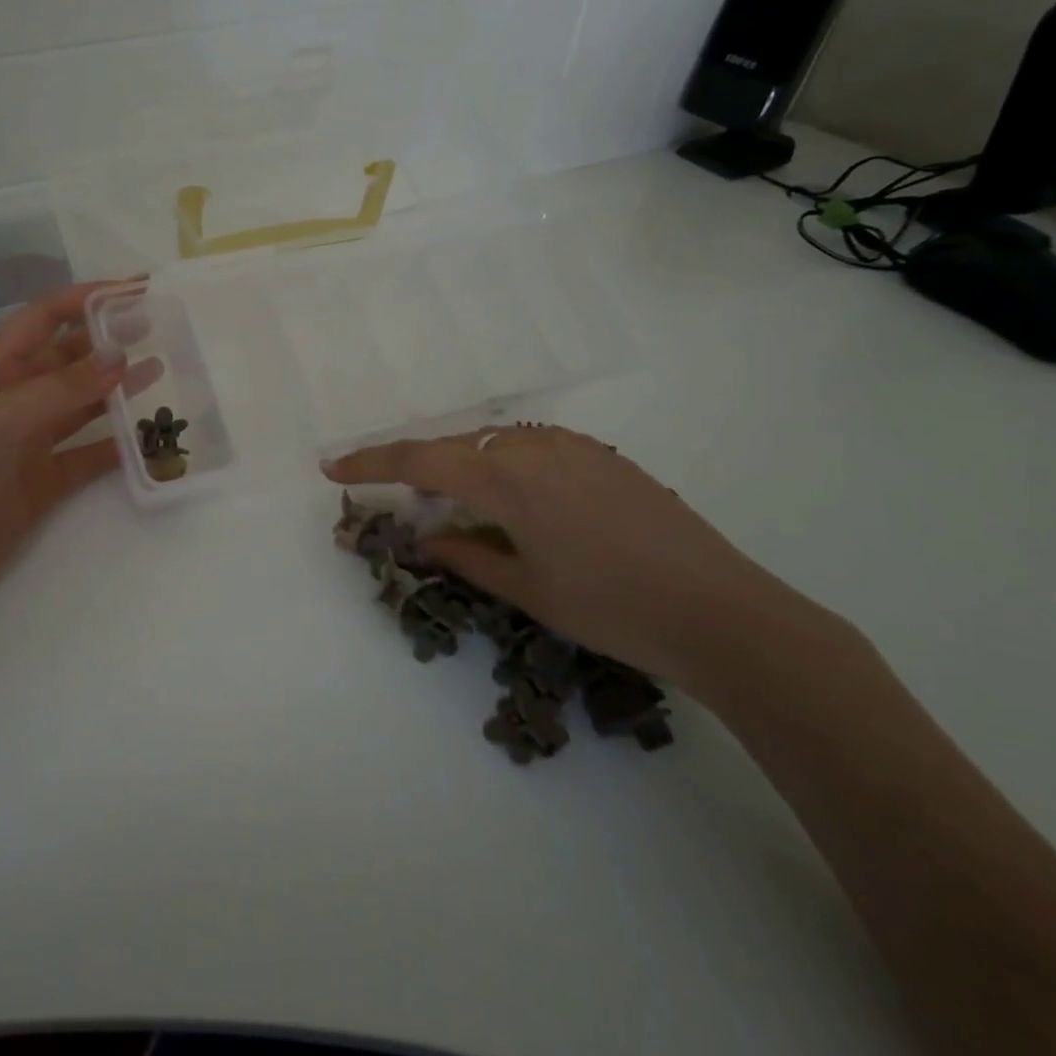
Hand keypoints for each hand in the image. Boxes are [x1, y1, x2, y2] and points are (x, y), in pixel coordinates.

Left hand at [0, 282, 154, 609]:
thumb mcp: (3, 420)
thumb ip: (63, 389)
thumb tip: (121, 354)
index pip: (43, 320)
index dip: (85, 300)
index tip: (132, 290)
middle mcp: (16, 401)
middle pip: (68, 359)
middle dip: (107, 340)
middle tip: (156, 328)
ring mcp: (32, 443)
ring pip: (84, 405)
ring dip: (118, 387)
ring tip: (159, 370)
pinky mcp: (47, 483)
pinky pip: (91, 456)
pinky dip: (119, 445)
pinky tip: (148, 436)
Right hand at [324, 425, 810, 689]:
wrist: (724, 613)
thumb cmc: (612, 608)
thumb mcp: (526, 588)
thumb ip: (466, 553)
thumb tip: (426, 537)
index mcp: (507, 477)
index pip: (420, 459)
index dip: (371, 461)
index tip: (331, 467)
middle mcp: (534, 446)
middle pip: (455, 444)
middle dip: (418, 468)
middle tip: (402, 501)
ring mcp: (573, 447)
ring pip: (494, 442)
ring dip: (463, 466)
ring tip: (456, 505)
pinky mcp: (602, 456)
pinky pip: (530, 448)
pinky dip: (502, 466)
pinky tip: (513, 502)